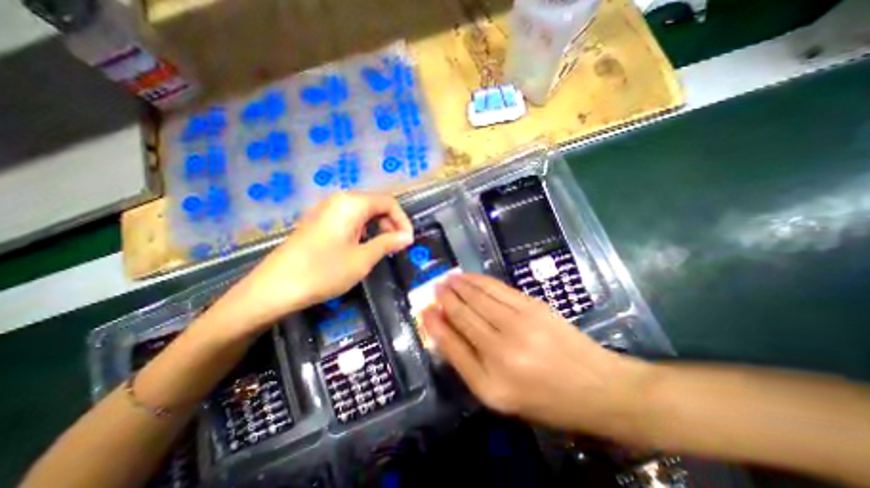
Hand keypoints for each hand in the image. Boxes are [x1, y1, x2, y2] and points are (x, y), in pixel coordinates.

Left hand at [211, 192, 413, 336]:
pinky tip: (360, 247)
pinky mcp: (317, 222)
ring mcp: (325, 210)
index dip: (402, 220)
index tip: (408, 241)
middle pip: (375, 204)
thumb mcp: (363, 259)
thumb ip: (388, 243)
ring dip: (377, 227)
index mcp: (352, 203)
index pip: (388, 202)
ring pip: (361, 212)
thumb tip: (407, 237)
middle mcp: (338, 200)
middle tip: (396, 246)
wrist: (274, 289)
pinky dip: (361, 230)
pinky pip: (347, 219)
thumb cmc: (324, 271)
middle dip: (390, 223)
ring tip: (381, 248)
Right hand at [425, 273, 648, 436]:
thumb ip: (468, 363)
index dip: (434, 324)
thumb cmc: (544, 398)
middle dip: (446, 297)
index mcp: (490, 381)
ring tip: (448, 278)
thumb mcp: (499, 396)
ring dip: (460, 284)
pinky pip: (498, 288)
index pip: (451, 344)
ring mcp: (519, 323)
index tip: (424, 309)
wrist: (597, 386)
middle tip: (434, 285)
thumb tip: (444, 331)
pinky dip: (480, 280)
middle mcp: (501, 349)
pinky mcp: (533, 306)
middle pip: (464, 314)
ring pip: (479, 296)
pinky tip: (470, 277)